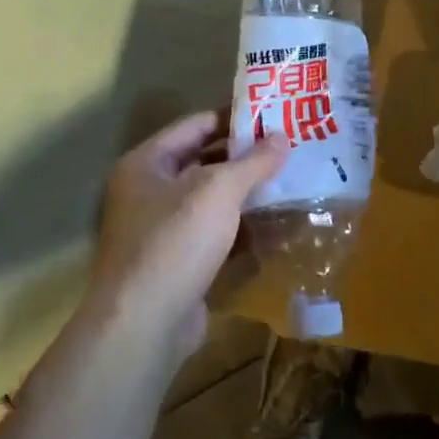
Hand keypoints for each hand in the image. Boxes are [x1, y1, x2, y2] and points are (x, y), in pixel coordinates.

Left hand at [83, 111, 286, 354]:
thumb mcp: (218, 190)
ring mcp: (163, 230)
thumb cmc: (176, 240)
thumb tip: (282, 137)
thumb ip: (253, 161)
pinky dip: (243, 229)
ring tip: (292, 184)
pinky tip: (277, 226)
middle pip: (205, 162)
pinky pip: (216, 234)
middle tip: (290, 150)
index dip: (234, 118)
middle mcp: (149, 191)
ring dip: (248, 195)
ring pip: (213, 202)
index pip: (196, 125)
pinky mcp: (179, 262)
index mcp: (147, 163)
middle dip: (246, 158)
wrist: (146, 321)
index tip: (275, 116)